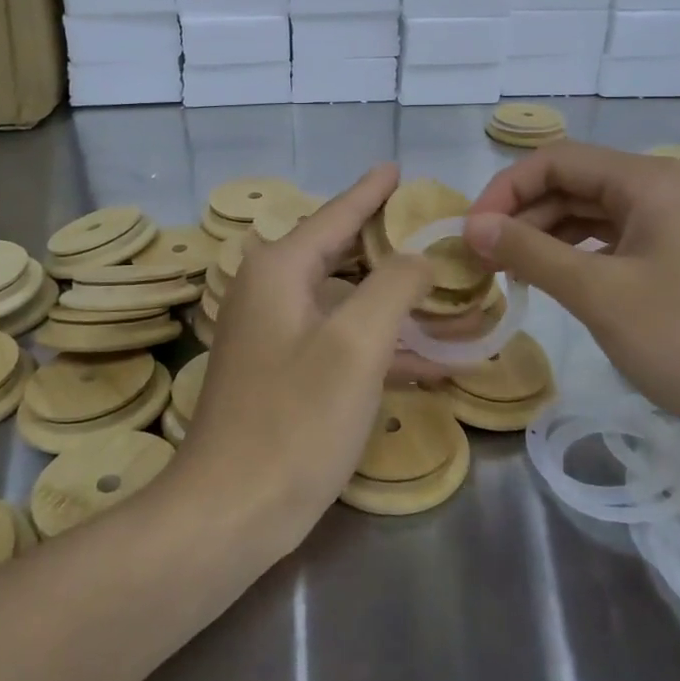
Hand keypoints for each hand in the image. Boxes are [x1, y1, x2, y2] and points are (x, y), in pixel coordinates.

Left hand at [177, 164, 433, 551]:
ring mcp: (274, 335)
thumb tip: (418, 257)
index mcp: (280, 270)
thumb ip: (393, 286)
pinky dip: (380, 346)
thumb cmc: (294, 420)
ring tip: (449, 298)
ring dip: (394, 305)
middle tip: (438, 237)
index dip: (370, 191)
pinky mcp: (283, 374)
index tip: (397, 168)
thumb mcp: (356, 345)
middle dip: (390, 248)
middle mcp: (270, 292)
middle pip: (340, 254)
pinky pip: (339, 342)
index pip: (335, 215)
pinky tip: (430, 362)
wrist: (230, 512)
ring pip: (345, 302)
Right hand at [463, 141, 679, 466]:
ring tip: (506, 273)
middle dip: (520, 215)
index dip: (504, 191)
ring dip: (542, 237)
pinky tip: (550, 283)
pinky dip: (573, 258)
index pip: (555, 161)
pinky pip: (609, 244)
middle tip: (479, 260)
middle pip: (570, 184)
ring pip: (588, 216)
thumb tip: (473, 226)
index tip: (470, 236)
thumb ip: (531, 252)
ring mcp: (669, 227)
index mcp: (645, 180)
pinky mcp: (674, 262)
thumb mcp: (601, 293)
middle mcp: (658, 190)